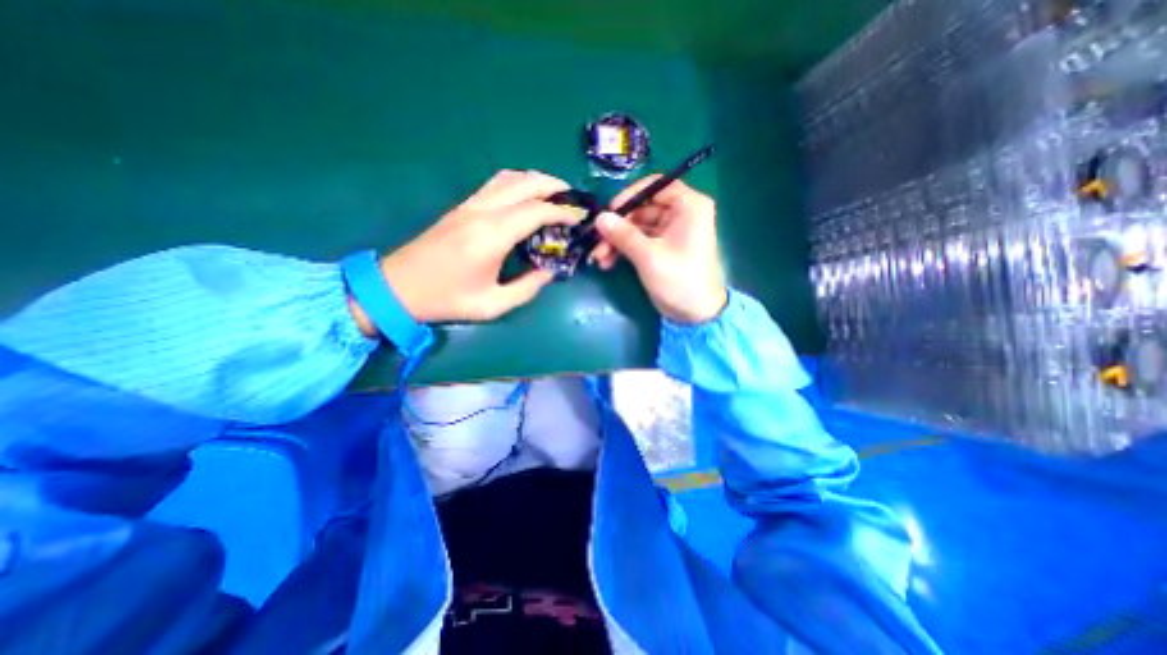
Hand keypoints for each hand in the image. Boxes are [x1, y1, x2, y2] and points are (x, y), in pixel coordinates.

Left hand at [348, 172, 579, 335]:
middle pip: (525, 183)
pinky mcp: (461, 207)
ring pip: (509, 178)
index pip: (536, 210)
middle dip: (554, 187)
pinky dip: (518, 184)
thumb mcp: (493, 305)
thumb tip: (549, 271)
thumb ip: (527, 288)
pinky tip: (526, 198)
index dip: (562, 212)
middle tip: (573, 200)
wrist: (398, 288)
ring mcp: (469, 205)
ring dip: (535, 181)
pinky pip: (495, 184)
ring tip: (554, 195)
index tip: (578, 219)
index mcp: (491, 236)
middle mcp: (482, 212)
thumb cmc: (446, 300)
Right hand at [596, 178, 726, 322]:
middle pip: (642, 208)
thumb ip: (623, 235)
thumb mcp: (649, 256)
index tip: (608, 211)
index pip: (655, 186)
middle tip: (596, 242)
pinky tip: (608, 262)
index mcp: (688, 206)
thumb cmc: (680, 281)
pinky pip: (639, 240)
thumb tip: (599, 217)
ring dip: (616, 240)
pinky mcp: (662, 246)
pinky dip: (623, 249)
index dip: (629, 196)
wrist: (696, 314)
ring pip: (637, 226)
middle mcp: (681, 213)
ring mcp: (670, 231)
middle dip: (617, 226)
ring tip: (599, 258)